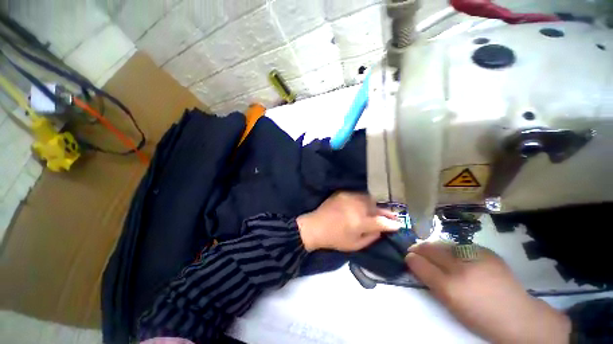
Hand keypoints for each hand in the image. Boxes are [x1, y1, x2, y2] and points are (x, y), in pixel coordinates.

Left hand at [296, 192, 400, 251]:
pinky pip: (358, 195)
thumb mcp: (355, 244)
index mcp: (360, 222)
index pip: (382, 221)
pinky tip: (364, 204)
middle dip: (386, 212)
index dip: (392, 223)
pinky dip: (364, 199)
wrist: (315, 226)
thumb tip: (382, 229)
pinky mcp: (342, 193)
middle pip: (376, 207)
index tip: (399, 224)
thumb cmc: (335, 239)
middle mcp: (356, 207)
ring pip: (368, 198)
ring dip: (375, 204)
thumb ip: (371, 237)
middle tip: (393, 215)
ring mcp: (349, 197)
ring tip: (379, 209)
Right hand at [406, 242, 570, 343]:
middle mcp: (460, 268)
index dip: (411, 258)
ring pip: (444, 244)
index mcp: (449, 287)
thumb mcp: (450, 304)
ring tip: (434, 252)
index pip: (420, 264)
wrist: (517, 316)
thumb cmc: (479, 316)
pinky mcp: (487, 252)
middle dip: (419, 248)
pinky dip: (454, 250)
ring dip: (436, 247)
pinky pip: (461, 246)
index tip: (408, 257)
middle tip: (415, 249)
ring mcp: (476, 257)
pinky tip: (457, 256)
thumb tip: (416, 264)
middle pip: (430, 249)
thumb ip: (431, 281)